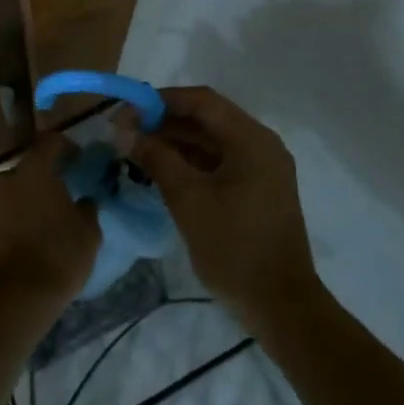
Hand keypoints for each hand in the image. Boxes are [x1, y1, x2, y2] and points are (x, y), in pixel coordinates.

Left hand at [0, 133, 99, 318]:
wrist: (14, 299)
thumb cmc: (59, 256)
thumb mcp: (88, 232)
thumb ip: (86, 208)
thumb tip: (82, 201)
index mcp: (34, 171)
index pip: (50, 142)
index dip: (65, 146)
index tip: (78, 158)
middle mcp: (5, 181)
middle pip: (26, 170)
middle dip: (42, 178)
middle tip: (59, 195)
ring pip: (9, 196)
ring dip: (23, 202)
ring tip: (40, 223)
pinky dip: (10, 224)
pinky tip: (23, 242)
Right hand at [126, 86, 320, 331]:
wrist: (279, 304)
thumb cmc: (233, 247)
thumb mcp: (188, 199)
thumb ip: (156, 159)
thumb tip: (124, 132)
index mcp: (251, 140)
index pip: (202, 101)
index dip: (161, 100)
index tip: (126, 111)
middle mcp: (261, 145)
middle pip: (207, 119)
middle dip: (164, 122)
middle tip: (125, 132)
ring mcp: (261, 168)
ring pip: (211, 141)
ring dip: (175, 142)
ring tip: (135, 150)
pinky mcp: (257, 189)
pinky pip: (219, 162)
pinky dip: (190, 162)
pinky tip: (160, 169)